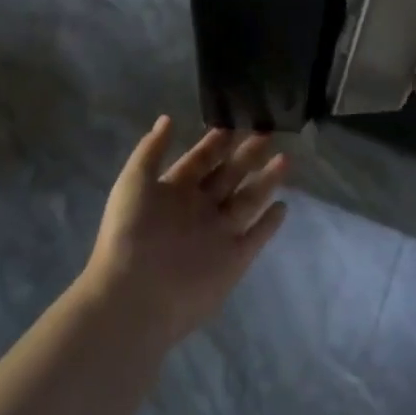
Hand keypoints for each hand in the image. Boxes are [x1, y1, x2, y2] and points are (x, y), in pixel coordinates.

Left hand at [80, 118, 289, 347]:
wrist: (135, 296)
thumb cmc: (130, 233)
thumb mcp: (134, 182)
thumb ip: (152, 149)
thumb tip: (167, 118)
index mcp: (175, 190)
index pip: (200, 159)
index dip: (215, 141)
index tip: (235, 120)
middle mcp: (199, 209)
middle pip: (228, 175)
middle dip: (246, 154)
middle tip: (267, 131)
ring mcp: (218, 234)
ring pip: (248, 200)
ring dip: (266, 181)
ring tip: (285, 159)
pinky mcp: (234, 260)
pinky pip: (256, 236)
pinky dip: (270, 223)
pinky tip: (283, 205)